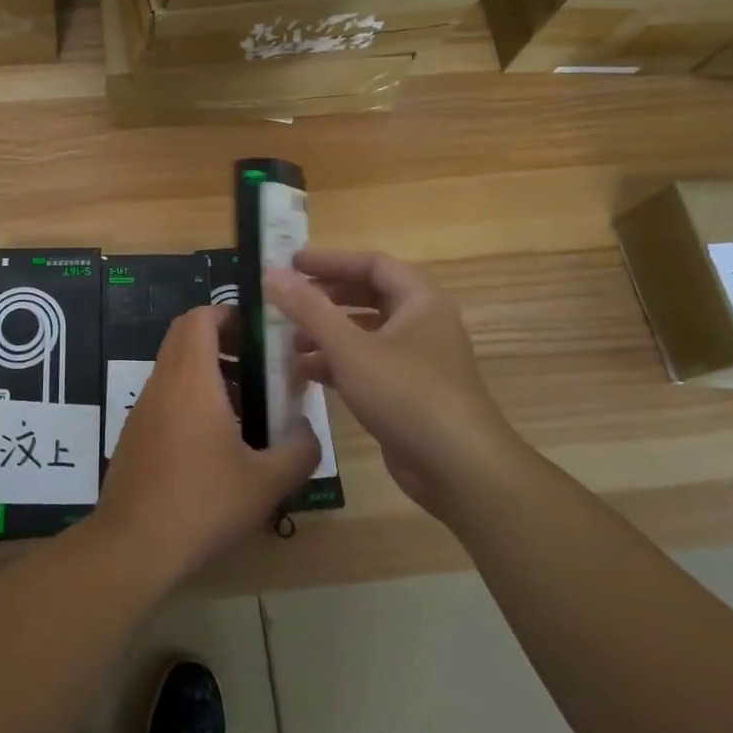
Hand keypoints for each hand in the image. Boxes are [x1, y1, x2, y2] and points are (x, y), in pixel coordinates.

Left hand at [96, 305, 319, 582]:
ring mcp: (143, 408)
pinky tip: (216, 443)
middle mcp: (163, 382)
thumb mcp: (266, 482)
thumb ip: (298, 451)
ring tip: (245, 406)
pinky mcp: (135, 434)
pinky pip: (165, 397)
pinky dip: (191, 399)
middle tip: (257, 365)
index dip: (229, 314)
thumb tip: (307, 431)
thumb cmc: (203, 502)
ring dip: (208, 372)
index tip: (258, 332)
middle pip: (185, 336)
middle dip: (222, 340)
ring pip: (175, 367)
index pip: (200, 317)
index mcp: (191, 378)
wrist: (133, 545)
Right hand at [264, 251, 523, 519]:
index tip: (291, 264)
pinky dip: (339, 363)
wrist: (461, 471)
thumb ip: (308, 309)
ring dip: (327, 333)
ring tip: (289, 342)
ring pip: (366, 333)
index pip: (371, 264)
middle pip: (368, 296)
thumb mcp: (350, 348)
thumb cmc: (407, 394)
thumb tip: (271, 272)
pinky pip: (368, 364)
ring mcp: (418, 360)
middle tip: (287, 301)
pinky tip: (306, 373)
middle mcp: (423, 323)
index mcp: (419, 300)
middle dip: (326, 298)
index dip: (330, 261)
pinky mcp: (410, 393)